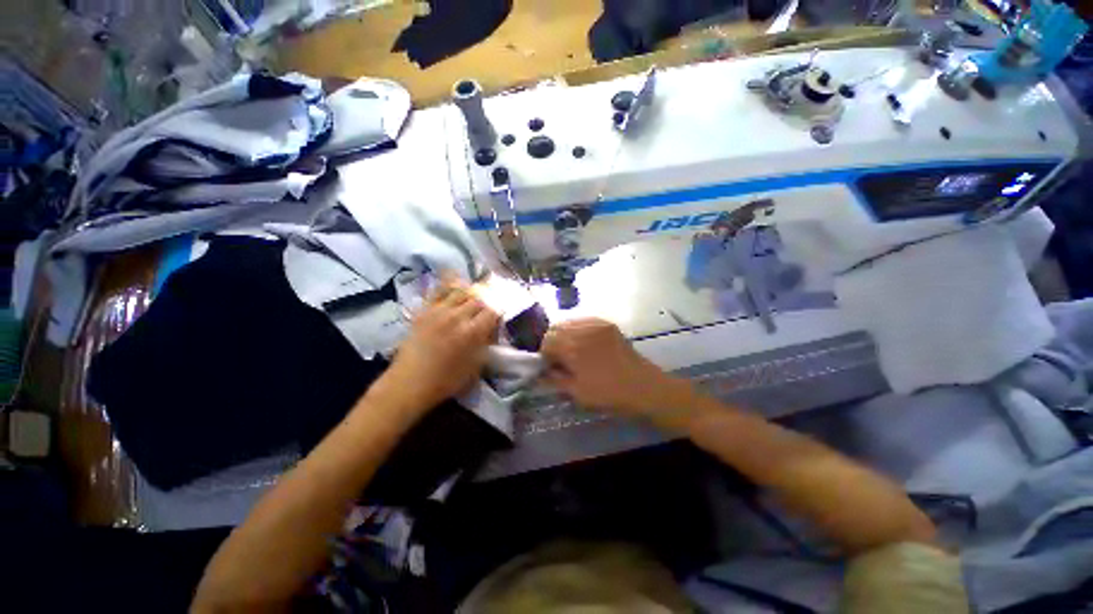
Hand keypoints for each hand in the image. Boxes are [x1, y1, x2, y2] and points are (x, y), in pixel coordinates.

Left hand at [375, 276, 499, 417]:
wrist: (410, 383)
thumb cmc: (447, 380)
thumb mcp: (476, 366)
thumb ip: (486, 343)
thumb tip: (492, 328)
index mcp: (472, 332)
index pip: (493, 311)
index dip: (500, 309)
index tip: (502, 312)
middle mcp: (457, 316)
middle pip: (479, 298)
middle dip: (488, 299)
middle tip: (491, 303)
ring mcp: (439, 311)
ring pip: (462, 290)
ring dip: (472, 291)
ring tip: (476, 294)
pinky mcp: (424, 310)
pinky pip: (439, 290)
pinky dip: (450, 283)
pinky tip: (457, 281)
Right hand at [541, 318, 678, 418]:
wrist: (642, 386)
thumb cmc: (608, 393)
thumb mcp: (577, 392)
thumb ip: (554, 380)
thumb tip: (540, 374)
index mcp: (572, 348)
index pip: (547, 341)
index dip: (545, 354)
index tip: (550, 366)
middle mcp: (582, 330)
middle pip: (555, 327)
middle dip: (552, 341)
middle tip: (559, 357)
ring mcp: (596, 324)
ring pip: (569, 321)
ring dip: (564, 334)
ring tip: (572, 349)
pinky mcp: (607, 324)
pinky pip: (584, 320)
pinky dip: (578, 329)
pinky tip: (585, 342)